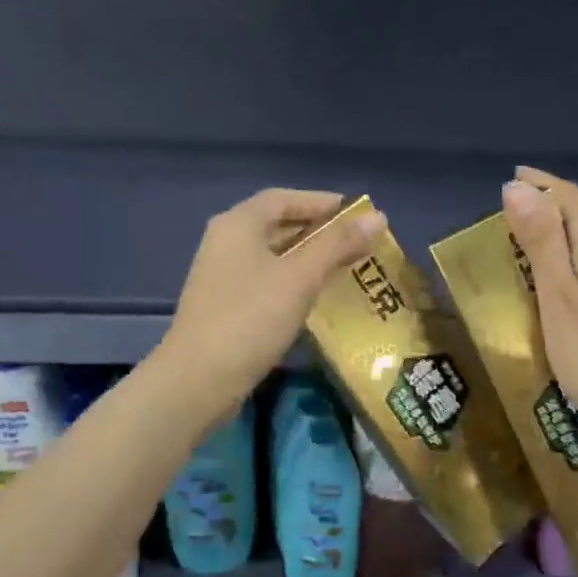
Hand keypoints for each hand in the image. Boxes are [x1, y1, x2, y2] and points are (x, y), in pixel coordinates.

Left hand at [159, 189, 385, 417]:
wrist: (200, 378)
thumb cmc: (252, 318)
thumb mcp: (300, 278)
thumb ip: (338, 245)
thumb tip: (377, 217)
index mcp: (238, 224)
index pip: (283, 198)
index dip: (320, 202)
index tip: (355, 214)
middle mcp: (225, 241)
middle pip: (276, 225)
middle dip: (317, 231)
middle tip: (355, 243)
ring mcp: (220, 274)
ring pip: (271, 255)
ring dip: (306, 258)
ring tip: (343, 268)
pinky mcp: (223, 304)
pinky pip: (264, 280)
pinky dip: (291, 281)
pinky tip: (312, 297)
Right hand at [502, 167, 577, 459]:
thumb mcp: (558, 298)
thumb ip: (541, 241)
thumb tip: (519, 187)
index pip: (569, 196)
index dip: (539, 185)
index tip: (510, 180)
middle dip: (550, 208)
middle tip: (510, 217)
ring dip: (566, 235)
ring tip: (531, 247)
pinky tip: (570, 283)